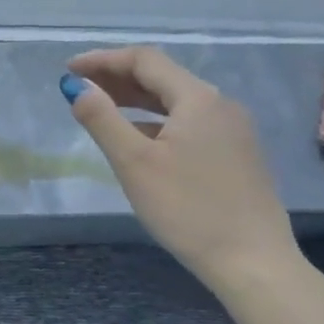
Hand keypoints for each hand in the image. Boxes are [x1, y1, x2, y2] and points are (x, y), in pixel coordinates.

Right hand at [62, 47, 299, 290]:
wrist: (254, 264)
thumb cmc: (188, 210)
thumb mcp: (134, 162)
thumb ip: (101, 118)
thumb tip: (76, 86)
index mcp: (198, 99)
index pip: (144, 60)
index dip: (102, 59)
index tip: (68, 70)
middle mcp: (220, 105)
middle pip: (162, 76)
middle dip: (117, 77)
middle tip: (79, 87)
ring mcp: (233, 130)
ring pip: (175, 100)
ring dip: (135, 98)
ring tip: (100, 108)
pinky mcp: (237, 154)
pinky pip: (189, 121)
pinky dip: (156, 120)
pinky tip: (138, 138)